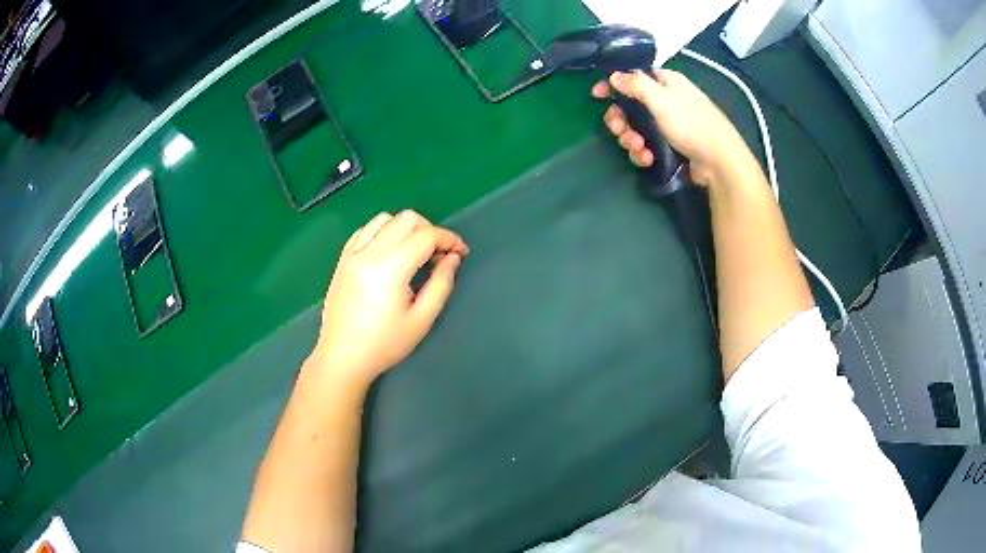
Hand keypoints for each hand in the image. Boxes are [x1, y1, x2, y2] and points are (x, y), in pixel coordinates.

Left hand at [308, 210, 468, 389]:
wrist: (343, 357)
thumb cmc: (384, 344)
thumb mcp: (421, 320)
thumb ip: (441, 284)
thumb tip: (452, 258)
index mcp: (390, 268)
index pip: (426, 235)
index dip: (449, 239)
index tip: (461, 253)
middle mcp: (369, 252)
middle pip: (406, 219)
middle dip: (430, 230)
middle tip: (439, 254)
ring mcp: (352, 253)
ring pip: (384, 218)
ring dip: (405, 228)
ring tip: (414, 251)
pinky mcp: (343, 259)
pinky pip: (365, 230)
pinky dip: (382, 231)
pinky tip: (389, 252)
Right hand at [592, 69, 750, 185]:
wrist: (719, 162)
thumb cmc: (691, 124)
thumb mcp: (661, 99)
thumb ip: (635, 84)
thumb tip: (614, 75)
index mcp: (665, 82)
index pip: (632, 77)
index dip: (613, 85)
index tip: (597, 95)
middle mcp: (666, 100)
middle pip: (630, 105)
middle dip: (621, 119)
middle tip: (618, 130)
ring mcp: (668, 124)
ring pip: (636, 127)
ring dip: (631, 138)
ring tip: (639, 148)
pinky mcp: (670, 145)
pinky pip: (647, 144)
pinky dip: (643, 152)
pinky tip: (648, 159)